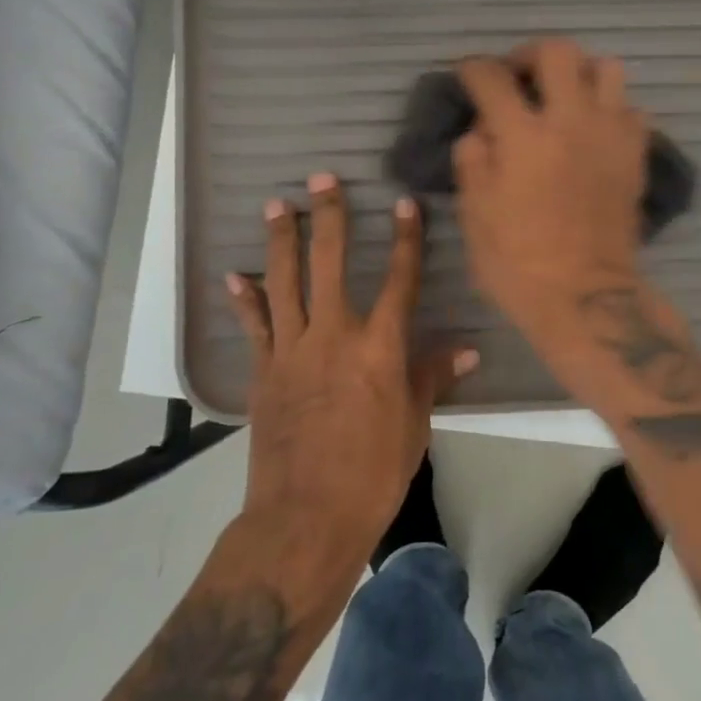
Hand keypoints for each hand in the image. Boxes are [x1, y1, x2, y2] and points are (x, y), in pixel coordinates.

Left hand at [226, 173, 475, 574]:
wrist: (304, 520)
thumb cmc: (373, 475)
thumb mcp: (414, 426)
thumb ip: (431, 377)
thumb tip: (466, 349)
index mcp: (380, 349)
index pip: (400, 280)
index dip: (405, 239)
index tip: (404, 203)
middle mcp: (334, 337)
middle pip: (330, 264)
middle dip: (329, 218)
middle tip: (322, 180)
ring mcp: (292, 352)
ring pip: (284, 283)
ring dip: (281, 241)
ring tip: (278, 206)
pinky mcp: (264, 373)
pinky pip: (254, 326)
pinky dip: (245, 300)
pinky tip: (235, 275)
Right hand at [453, 39, 650, 348]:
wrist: (586, 298)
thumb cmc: (519, 263)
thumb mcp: (475, 214)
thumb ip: (472, 159)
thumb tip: (481, 129)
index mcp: (523, 136)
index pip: (492, 77)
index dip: (473, 68)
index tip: (468, 73)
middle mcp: (570, 121)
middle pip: (557, 51)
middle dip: (529, 54)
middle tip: (519, 75)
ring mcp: (610, 134)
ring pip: (606, 68)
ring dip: (579, 73)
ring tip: (564, 96)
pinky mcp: (636, 153)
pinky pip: (631, 108)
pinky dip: (610, 108)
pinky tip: (594, 130)